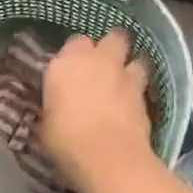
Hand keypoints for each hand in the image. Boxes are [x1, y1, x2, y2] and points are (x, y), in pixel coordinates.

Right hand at [40, 28, 155, 189]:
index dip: (76, 55)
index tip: (72, 69)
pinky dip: (139, 91)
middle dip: (110, 47)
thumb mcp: (47, 122)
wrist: (107, 155)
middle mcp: (97, 60)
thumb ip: (56, 104)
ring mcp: (125, 74)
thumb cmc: (65, 140)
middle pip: (112, 38)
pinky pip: (144, 84)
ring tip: (125, 82)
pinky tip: (133, 104)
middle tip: (104, 65)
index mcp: (65, 63)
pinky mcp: (145, 94)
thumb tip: (59, 105)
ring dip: (131, 66)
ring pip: (136, 57)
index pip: (74, 43)